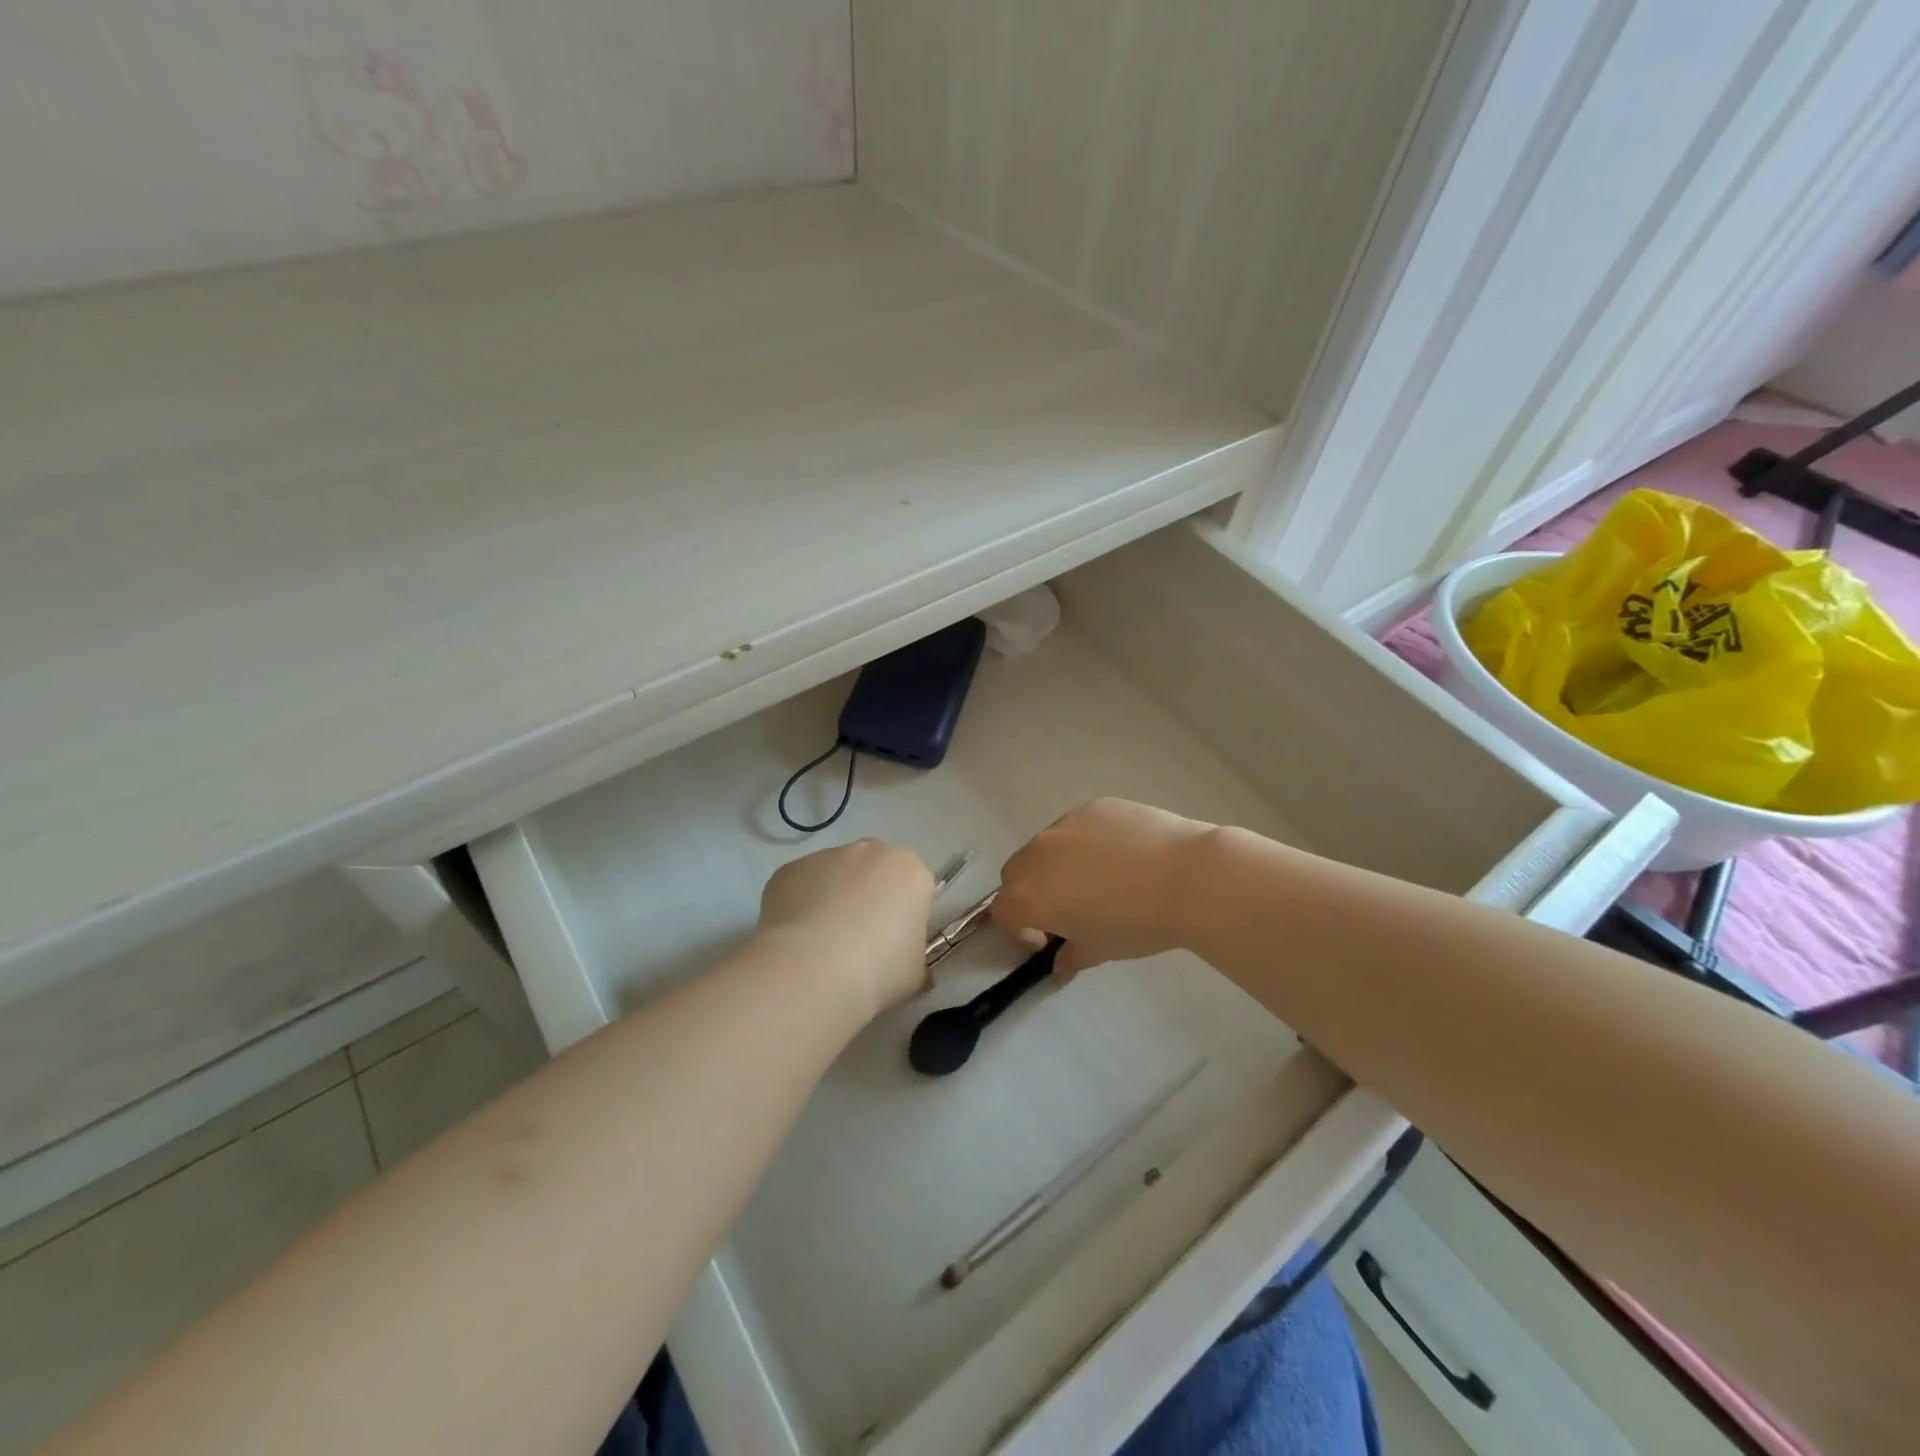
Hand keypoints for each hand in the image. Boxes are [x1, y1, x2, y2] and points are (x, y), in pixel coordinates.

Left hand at [758, 840, 934, 1015]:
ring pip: (835, 875)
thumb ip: (914, 958)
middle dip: (869, 896)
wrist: (812, 971)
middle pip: (875, 871)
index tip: (894, 943)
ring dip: (833, 898)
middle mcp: (870, 851)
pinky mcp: (790, 869)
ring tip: (822, 944)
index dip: (905, 915)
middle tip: (860, 940)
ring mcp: (826, 856)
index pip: (914, 887)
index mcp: (910, 871)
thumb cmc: (877, 970)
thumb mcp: (914, 973)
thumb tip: (908, 966)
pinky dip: (801, 905)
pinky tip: (796, 940)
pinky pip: (801, 885)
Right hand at [993, 798, 1216, 977]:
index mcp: (1029, 895)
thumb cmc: (1137, 923)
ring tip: (1100, 880)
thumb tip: (1060, 964)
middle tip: (1068, 910)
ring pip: (1046, 846)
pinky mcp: (1093, 806)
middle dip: (1032, 894)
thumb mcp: (1100, 950)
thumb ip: (1071, 956)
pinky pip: (1077, 827)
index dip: (1021, 931)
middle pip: (1016, 874)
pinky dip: (1087, 843)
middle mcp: (1037, 853)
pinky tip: (1123, 856)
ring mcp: (1065, 824)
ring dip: (1057, 866)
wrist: (1186, 877)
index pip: (1004, 913)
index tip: (1050, 941)